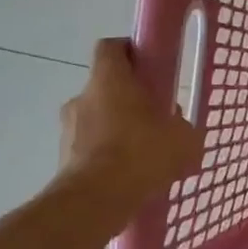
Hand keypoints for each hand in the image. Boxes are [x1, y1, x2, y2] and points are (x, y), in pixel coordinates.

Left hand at [57, 38, 202, 213]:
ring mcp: (69, 129)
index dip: (130, 51)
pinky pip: (91, 148)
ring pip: (99, 119)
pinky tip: (130, 176)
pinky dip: (108, 155)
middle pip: (107, 86)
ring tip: (145, 155)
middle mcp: (82, 97)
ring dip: (118, 129)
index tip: (151, 67)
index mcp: (109, 79)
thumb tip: (180, 129)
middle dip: (130, 99)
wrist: (95, 201)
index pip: (111, 47)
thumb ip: (184, 128)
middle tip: (156, 119)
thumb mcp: (183, 139)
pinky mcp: (63, 158)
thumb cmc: (141, 154)